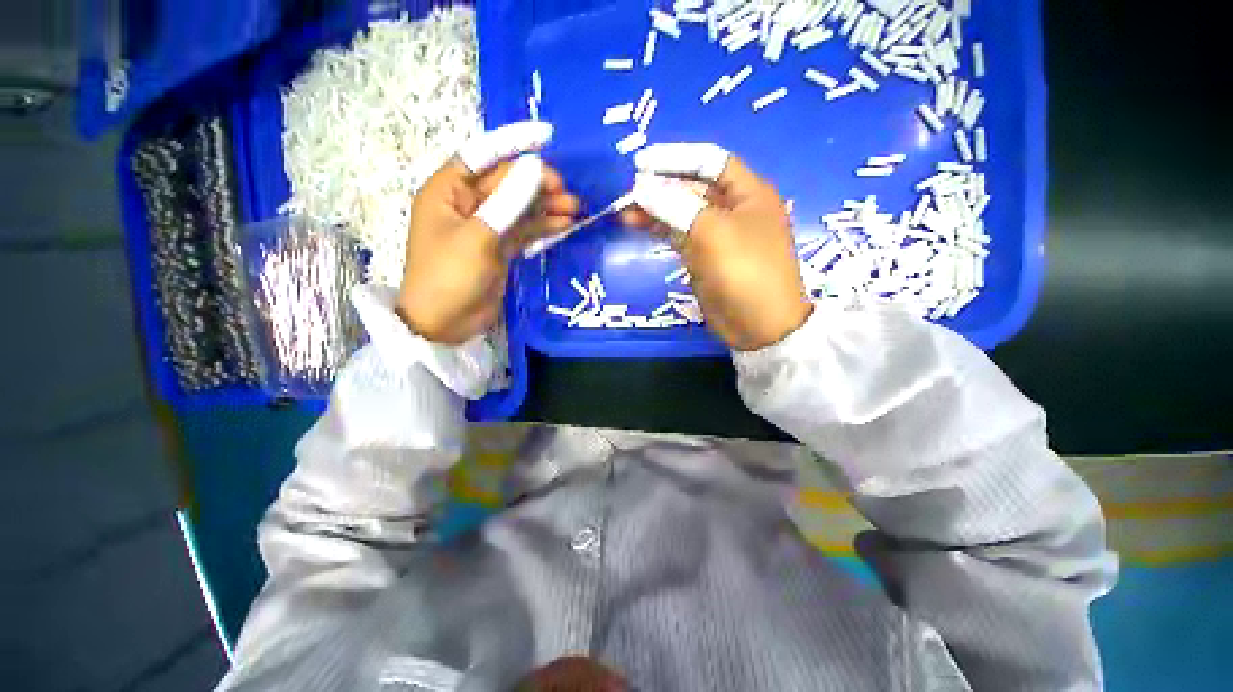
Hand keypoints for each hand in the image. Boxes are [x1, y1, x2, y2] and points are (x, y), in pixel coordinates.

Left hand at [398, 122, 579, 343]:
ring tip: (576, 208)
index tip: (547, 138)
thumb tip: (535, 168)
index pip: (482, 154)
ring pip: (520, 207)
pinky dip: (544, 227)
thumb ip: (508, 202)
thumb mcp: (478, 237)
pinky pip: (525, 230)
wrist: (444, 323)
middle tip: (568, 192)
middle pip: (507, 183)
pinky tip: (565, 225)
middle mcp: (467, 203)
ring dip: (546, 206)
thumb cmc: (449, 276)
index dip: (514, 143)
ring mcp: (486, 227)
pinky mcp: (500, 248)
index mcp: (448, 190)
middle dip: (538, 184)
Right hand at [622, 143, 812, 350]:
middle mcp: (733, 209)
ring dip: (655, 210)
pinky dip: (659, 230)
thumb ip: (676, 205)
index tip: (640, 163)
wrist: (758, 326)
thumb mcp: (713, 232)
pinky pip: (678, 235)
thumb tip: (641, 186)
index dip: (675, 158)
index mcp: (748, 193)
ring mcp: (717, 235)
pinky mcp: (703, 257)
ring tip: (625, 212)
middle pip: (692, 188)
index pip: (709, 161)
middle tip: (628, 193)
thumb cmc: (744, 271)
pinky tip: (638, 226)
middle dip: (660, 187)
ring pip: (681, 213)